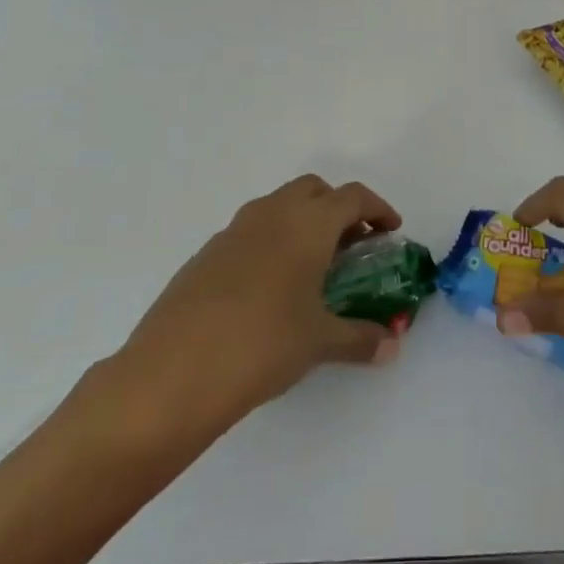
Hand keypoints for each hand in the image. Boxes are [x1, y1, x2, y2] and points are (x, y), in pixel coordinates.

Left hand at [91, 175, 404, 440]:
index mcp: (307, 223)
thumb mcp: (319, 342)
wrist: (172, 373)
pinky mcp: (206, 253)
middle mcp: (272, 213)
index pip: (353, 197)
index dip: (377, 209)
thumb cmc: (262, 345)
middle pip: (314, 190)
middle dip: (338, 209)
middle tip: (352, 245)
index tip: (391, 230)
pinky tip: (269, 288)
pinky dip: (272, 242)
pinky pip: (251, 231)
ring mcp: (234, 230)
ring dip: (303, 222)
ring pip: (279, 206)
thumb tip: (391, 346)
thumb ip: (361, 338)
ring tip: (313, 267)